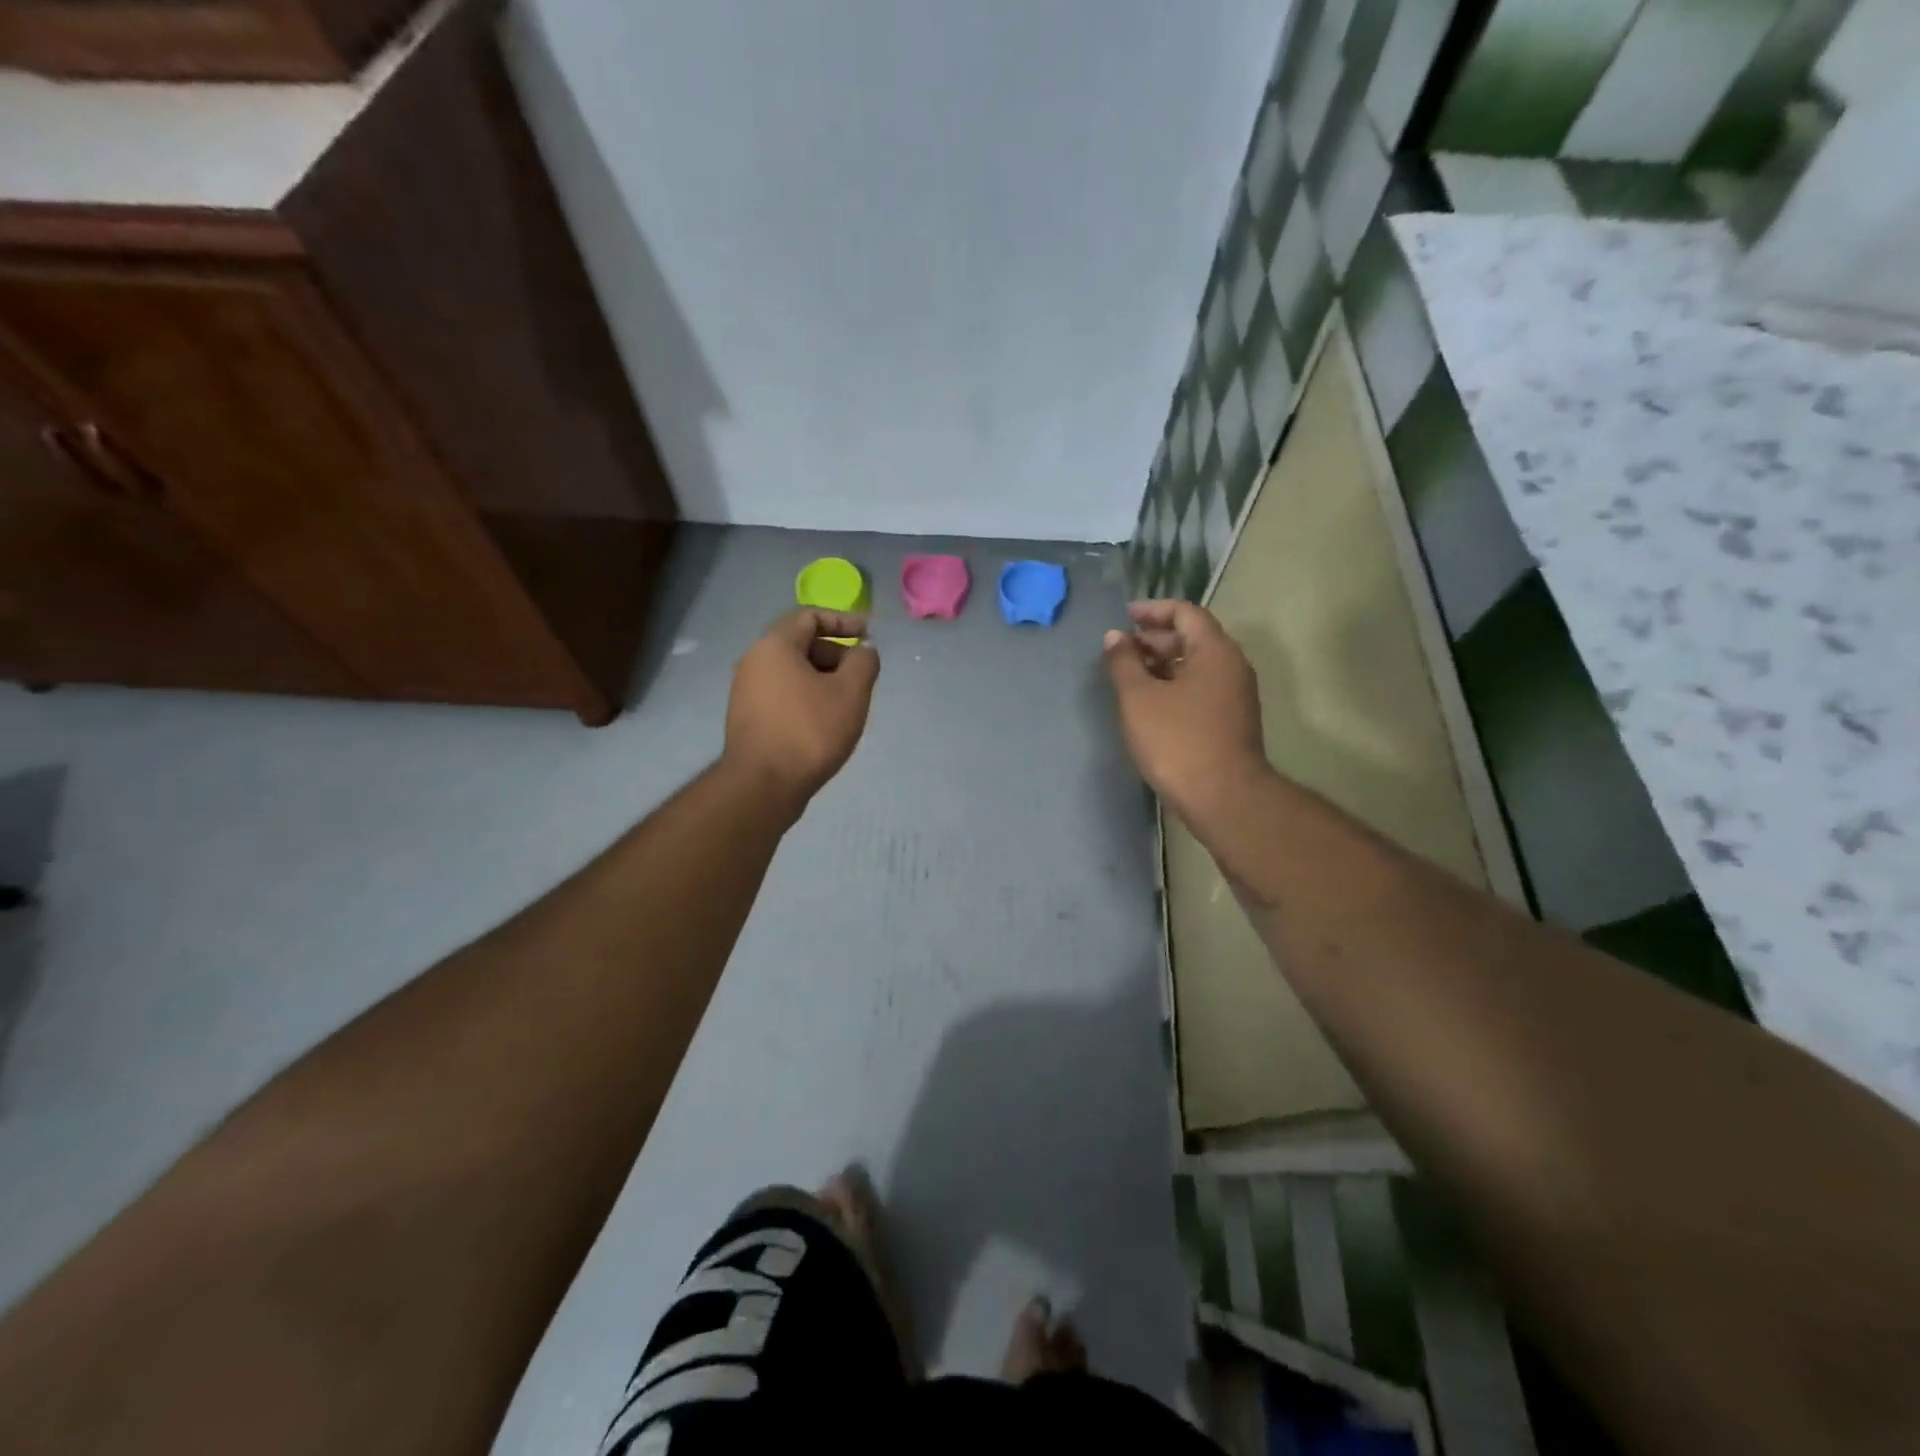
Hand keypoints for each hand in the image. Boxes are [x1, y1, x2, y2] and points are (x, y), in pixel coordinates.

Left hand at [725, 609, 879, 808]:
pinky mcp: (748, 718)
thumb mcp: (850, 692)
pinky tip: (826, 721)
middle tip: (862, 674)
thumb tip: (864, 649)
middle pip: (799, 643)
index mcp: (774, 645)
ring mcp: (746, 691)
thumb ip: (864, 662)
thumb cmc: (810, 731)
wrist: (762, 785)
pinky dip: (807, 696)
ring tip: (848, 701)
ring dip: (823, 678)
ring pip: (792, 672)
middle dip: (835, 653)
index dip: (843, 620)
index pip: (809, 616)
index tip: (868, 634)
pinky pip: (783, 694)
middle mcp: (753, 661)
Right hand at [1103, 600, 1265, 821]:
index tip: (1125, 616)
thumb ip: (1123, 663)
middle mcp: (1232, 666)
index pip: (1185, 613)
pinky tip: (1151, 704)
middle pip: (1193, 638)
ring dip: (1163, 664)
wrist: (1224, 797)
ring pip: (1197, 666)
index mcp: (1215, 651)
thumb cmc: (1178, 741)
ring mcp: (1236, 695)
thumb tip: (1114, 637)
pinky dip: (1175, 685)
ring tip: (1131, 676)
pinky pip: (1201, 688)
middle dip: (1155, 639)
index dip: (1153, 610)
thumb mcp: (1139, 699)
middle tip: (1122, 650)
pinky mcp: (1232, 720)